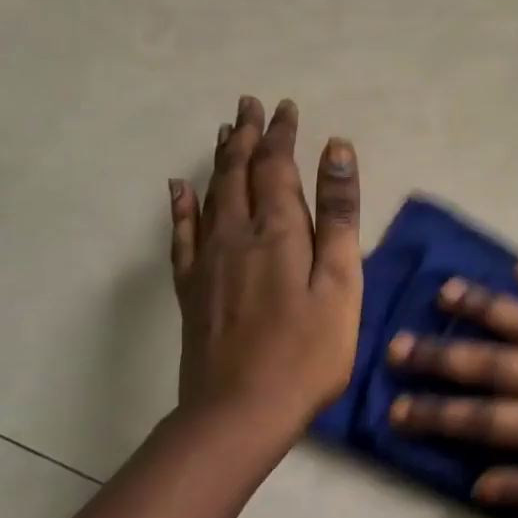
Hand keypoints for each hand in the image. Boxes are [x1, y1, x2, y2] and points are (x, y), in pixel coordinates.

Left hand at [168, 96, 362, 429]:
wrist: (238, 414)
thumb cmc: (307, 350)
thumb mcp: (340, 281)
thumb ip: (337, 214)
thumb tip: (337, 149)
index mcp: (277, 230)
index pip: (277, 165)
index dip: (281, 134)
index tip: (286, 107)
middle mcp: (236, 234)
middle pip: (239, 171)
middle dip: (248, 135)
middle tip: (249, 104)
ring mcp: (208, 262)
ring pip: (212, 194)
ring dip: (221, 159)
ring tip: (226, 131)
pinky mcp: (192, 289)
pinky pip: (182, 234)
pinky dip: (180, 206)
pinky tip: (177, 188)